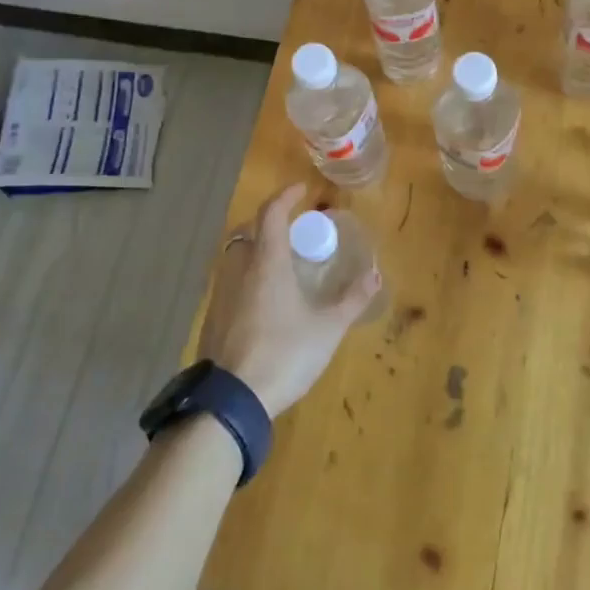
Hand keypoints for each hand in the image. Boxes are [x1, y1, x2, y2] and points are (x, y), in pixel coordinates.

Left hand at [198, 184, 380, 418]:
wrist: (233, 400)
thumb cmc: (285, 354)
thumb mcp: (328, 328)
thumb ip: (352, 299)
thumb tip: (375, 273)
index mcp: (266, 263)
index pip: (270, 213)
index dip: (285, 196)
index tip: (302, 190)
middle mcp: (239, 270)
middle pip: (248, 231)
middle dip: (269, 222)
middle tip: (293, 229)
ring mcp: (221, 294)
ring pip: (236, 257)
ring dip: (256, 249)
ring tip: (281, 262)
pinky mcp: (213, 318)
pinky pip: (230, 282)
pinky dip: (248, 276)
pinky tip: (264, 299)